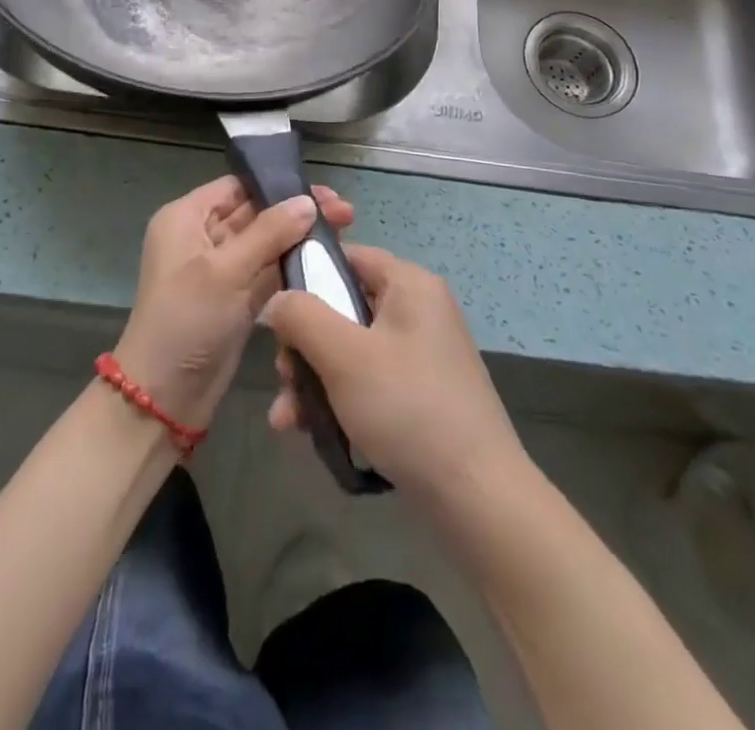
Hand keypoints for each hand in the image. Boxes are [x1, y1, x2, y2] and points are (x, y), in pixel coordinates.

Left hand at [115, 176, 353, 431]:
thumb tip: (308, 202)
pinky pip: (268, 272)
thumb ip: (269, 232)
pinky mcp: (236, 299)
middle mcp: (202, 237)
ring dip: (299, 238)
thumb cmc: (186, 320)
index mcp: (186, 218)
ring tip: (345, 232)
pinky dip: (293, 266)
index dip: (277, 185)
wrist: (164, 398)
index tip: (321, 191)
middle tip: (345, 213)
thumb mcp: (225, 270)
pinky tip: (327, 260)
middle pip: (255, 213)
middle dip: (297, 212)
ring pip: (265, 243)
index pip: (236, 187)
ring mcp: (220, 270)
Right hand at [266, 245, 526, 506]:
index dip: (306, 276)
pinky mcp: (419, 393)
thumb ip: (302, 316)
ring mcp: (420, 353)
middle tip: (283, 376)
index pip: (347, 256)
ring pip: (349, 349)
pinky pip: (367, 380)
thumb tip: (277, 300)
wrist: (478, 498)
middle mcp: (418, 310)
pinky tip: (308, 432)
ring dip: (312, 379)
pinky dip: (337, 399)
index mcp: (409, 284)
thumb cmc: (408, 408)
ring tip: (287, 419)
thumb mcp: (344, 356)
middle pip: (342, 307)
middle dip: (303, 345)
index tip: (276, 314)